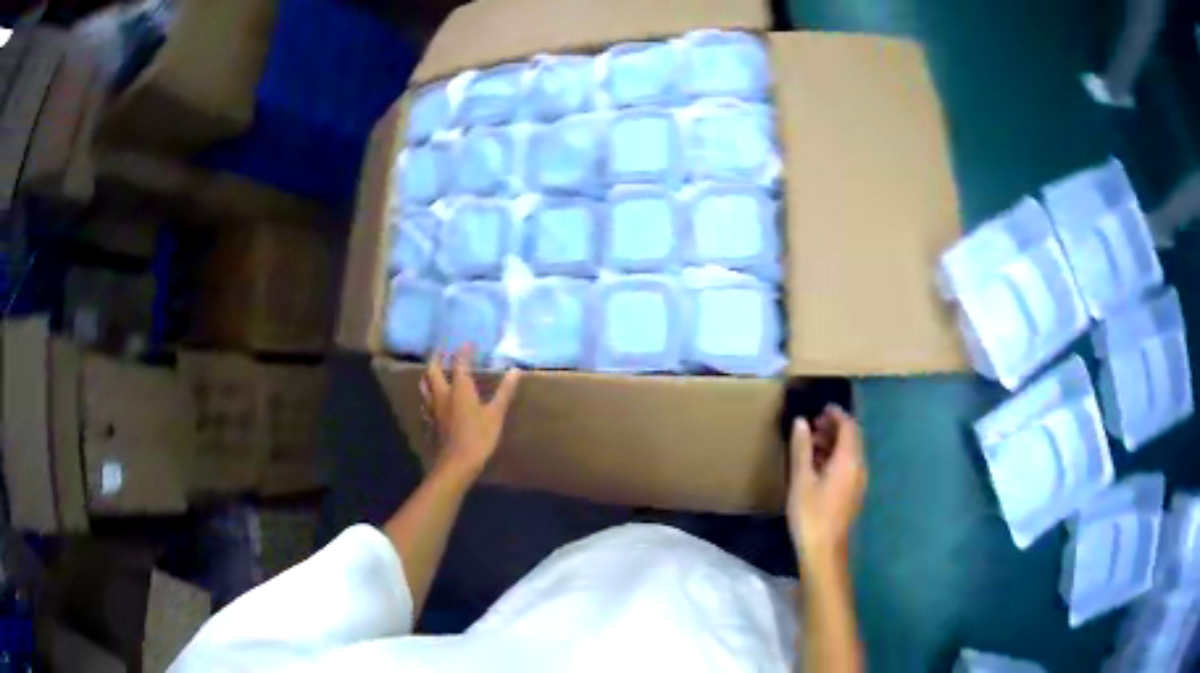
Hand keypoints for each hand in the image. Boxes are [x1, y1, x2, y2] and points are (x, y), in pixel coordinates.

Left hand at [420, 345, 520, 480]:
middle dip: (437, 358)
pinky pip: (425, 403)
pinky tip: (431, 401)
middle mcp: (442, 394)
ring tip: (432, 371)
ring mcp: (433, 409)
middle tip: (442, 352)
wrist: (456, 463)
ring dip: (428, 375)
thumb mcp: (496, 414)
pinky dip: (428, 396)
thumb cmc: (479, 437)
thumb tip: (515, 371)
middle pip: (433, 370)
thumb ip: (504, 392)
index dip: (463, 352)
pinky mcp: (430, 422)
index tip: (467, 343)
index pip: (459, 364)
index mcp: (459, 389)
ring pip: (425, 386)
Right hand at [787, 405, 867, 567]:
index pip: (848, 426)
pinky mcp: (854, 493)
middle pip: (852, 438)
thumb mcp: (801, 479)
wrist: (824, 550)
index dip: (836, 414)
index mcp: (849, 459)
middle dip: (835, 427)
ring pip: (851, 452)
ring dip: (834, 443)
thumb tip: (801, 422)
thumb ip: (802, 448)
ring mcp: (859, 481)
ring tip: (811, 444)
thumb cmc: (811, 513)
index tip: (820, 408)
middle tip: (812, 425)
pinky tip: (817, 467)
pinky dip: (836, 457)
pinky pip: (849, 465)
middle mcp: (859, 466)